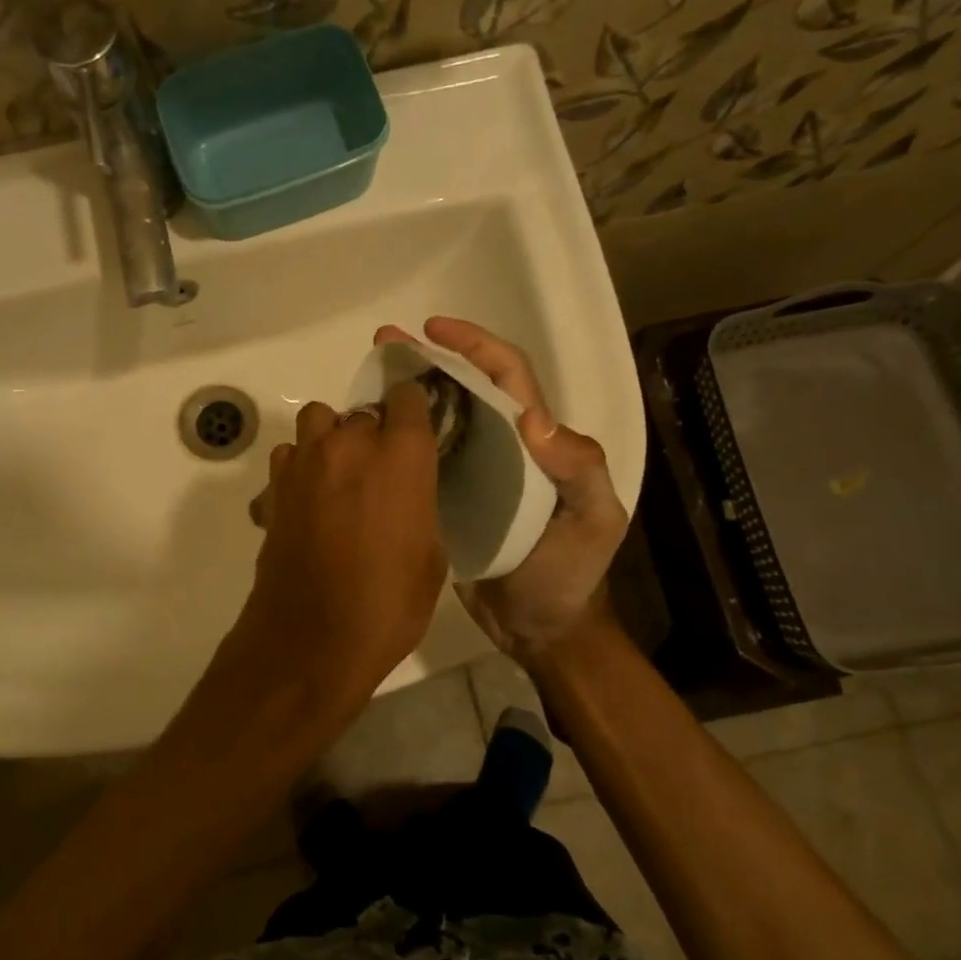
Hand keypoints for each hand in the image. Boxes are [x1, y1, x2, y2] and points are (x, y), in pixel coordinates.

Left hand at [237, 382, 447, 702]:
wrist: (311, 641)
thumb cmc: (387, 605)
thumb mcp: (430, 558)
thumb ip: (420, 507)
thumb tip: (406, 497)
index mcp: (401, 456)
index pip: (407, 397)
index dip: (412, 410)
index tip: (416, 429)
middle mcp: (349, 445)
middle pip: (361, 412)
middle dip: (372, 434)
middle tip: (378, 472)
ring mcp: (304, 464)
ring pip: (317, 423)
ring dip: (330, 441)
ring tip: (338, 479)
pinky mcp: (273, 489)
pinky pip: (288, 458)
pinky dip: (298, 470)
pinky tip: (307, 502)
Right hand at [374, 317, 627, 662]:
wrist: (540, 629)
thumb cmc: (571, 572)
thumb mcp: (593, 520)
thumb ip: (578, 469)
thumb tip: (532, 418)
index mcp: (538, 441)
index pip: (508, 376)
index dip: (475, 345)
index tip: (433, 330)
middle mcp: (502, 447)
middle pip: (465, 389)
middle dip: (429, 360)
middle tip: (383, 344)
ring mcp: (473, 474)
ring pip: (438, 420)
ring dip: (408, 395)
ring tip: (366, 381)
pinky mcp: (448, 502)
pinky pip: (421, 462)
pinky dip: (398, 441)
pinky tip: (368, 436)